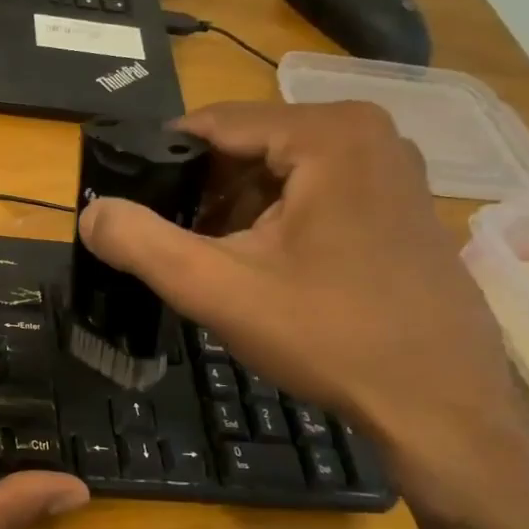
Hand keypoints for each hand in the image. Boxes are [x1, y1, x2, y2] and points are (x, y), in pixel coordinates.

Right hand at [77, 101, 528, 520]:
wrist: (440, 404)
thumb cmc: (328, 335)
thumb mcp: (215, 287)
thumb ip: (140, 242)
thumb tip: (88, 213)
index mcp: (328, 134)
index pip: (213, 123)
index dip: (158, 161)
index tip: (125, 202)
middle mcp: (367, 134)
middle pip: (246, 147)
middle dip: (197, 192)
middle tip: (164, 243)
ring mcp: (390, 169)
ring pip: (276, 171)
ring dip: (230, 210)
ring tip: (204, 261)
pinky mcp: (397, 204)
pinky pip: (311, 192)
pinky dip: (270, 221)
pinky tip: (255, 268)